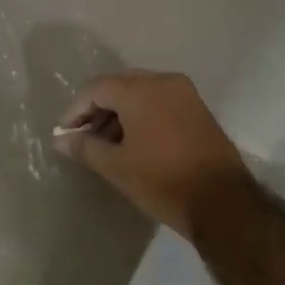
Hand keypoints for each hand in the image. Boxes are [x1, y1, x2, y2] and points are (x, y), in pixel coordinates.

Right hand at [55, 70, 253, 238]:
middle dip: (97, 108)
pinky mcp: (198, 110)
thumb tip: (61, 139)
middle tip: (83, 136)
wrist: (223, 203)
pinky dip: (141, 115)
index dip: (76, 110)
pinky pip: (160, 102)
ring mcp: (185, 94)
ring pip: (141, 93)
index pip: (96, 88)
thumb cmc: (162, 181)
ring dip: (119, 112)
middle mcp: (164, 81)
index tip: (65, 134)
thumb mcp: (116, 166)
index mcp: (140, 90)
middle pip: (119, 85)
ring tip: (105, 143)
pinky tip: (132, 142)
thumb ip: (84, 147)